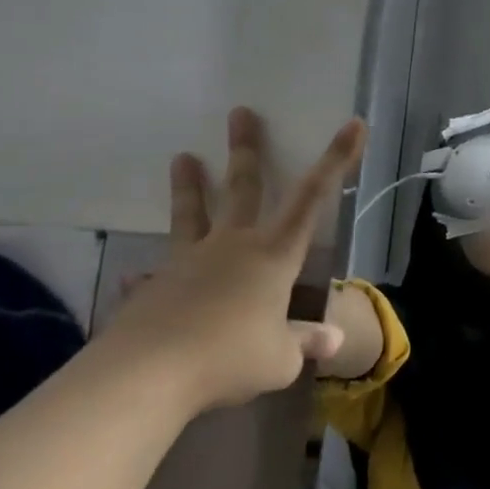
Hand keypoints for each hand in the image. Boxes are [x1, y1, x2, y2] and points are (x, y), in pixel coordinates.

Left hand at [100, 107, 366, 413]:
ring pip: (192, 215)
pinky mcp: (153, 288)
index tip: (352, 124)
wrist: (145, 375)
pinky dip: (150, 276)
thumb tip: (333, 340)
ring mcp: (188, 263)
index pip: (313, 197)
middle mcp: (232, 247)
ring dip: (189, 186)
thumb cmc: (229, 358)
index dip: (336, 160)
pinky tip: (137, 277)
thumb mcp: (280, 359)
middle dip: (246, 149)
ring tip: (182, 157)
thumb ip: (304, 343)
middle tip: (240, 113)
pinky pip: (155, 275)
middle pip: (242, 188)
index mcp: (273, 255)